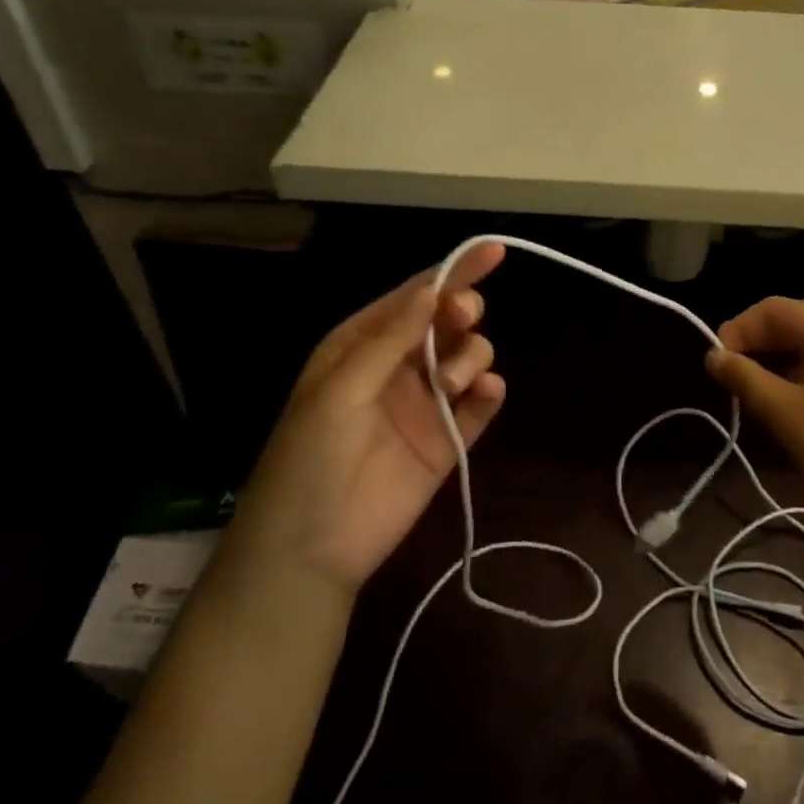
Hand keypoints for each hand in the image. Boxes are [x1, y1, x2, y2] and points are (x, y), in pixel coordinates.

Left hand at [229, 242, 506, 592]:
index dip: (452, 273)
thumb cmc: (310, 458)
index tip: (493, 252)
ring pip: (468, 359)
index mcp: (362, 346)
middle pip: (446, 323)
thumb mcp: (340, 389)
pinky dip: (490, 394)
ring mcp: (425, 405)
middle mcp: (397, 368)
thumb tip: (432, 288)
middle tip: (463, 320)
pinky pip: (480, 407)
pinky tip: (487, 393)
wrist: (310, 550)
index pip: (413, 299)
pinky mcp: (448, 442)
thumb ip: (389, 339)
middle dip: (461, 313)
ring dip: (470, 358)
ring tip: (451, 385)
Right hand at [705, 297, 803, 539]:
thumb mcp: (784, 412)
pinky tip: (784, 408)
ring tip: (750, 396)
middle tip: (729, 378)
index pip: (774, 308)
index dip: (739, 328)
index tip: (716, 362)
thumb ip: (744, 378)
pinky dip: (795, 379)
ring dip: (773, 364)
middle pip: (792, 324)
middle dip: (755, 344)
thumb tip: (713, 355)